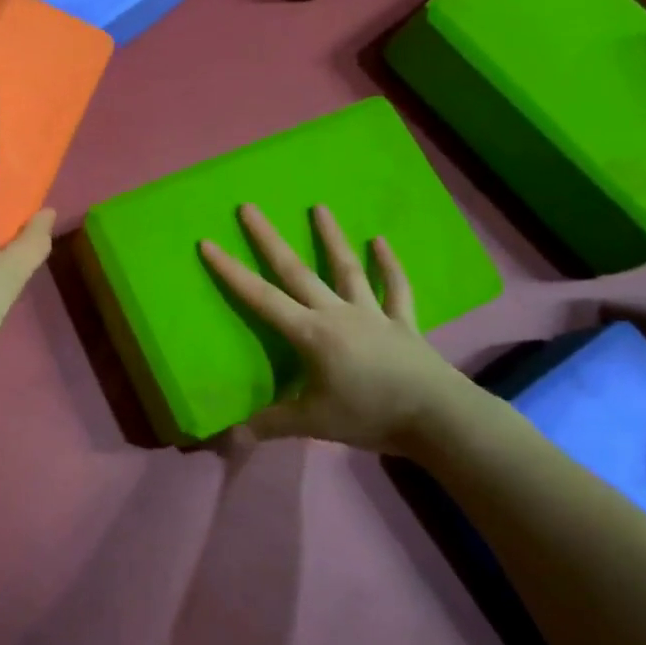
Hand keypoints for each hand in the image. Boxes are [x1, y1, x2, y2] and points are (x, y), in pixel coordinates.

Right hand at [198, 203, 474, 452]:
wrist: (438, 418)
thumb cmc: (370, 416)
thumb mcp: (314, 424)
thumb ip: (271, 424)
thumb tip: (228, 437)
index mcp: (311, 334)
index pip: (261, 298)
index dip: (231, 272)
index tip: (208, 243)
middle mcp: (337, 313)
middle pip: (297, 270)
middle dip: (269, 239)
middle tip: (249, 207)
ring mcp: (372, 313)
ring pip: (347, 269)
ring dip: (332, 237)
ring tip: (319, 207)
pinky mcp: (403, 322)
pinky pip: (396, 289)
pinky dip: (389, 265)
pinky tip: (381, 241)